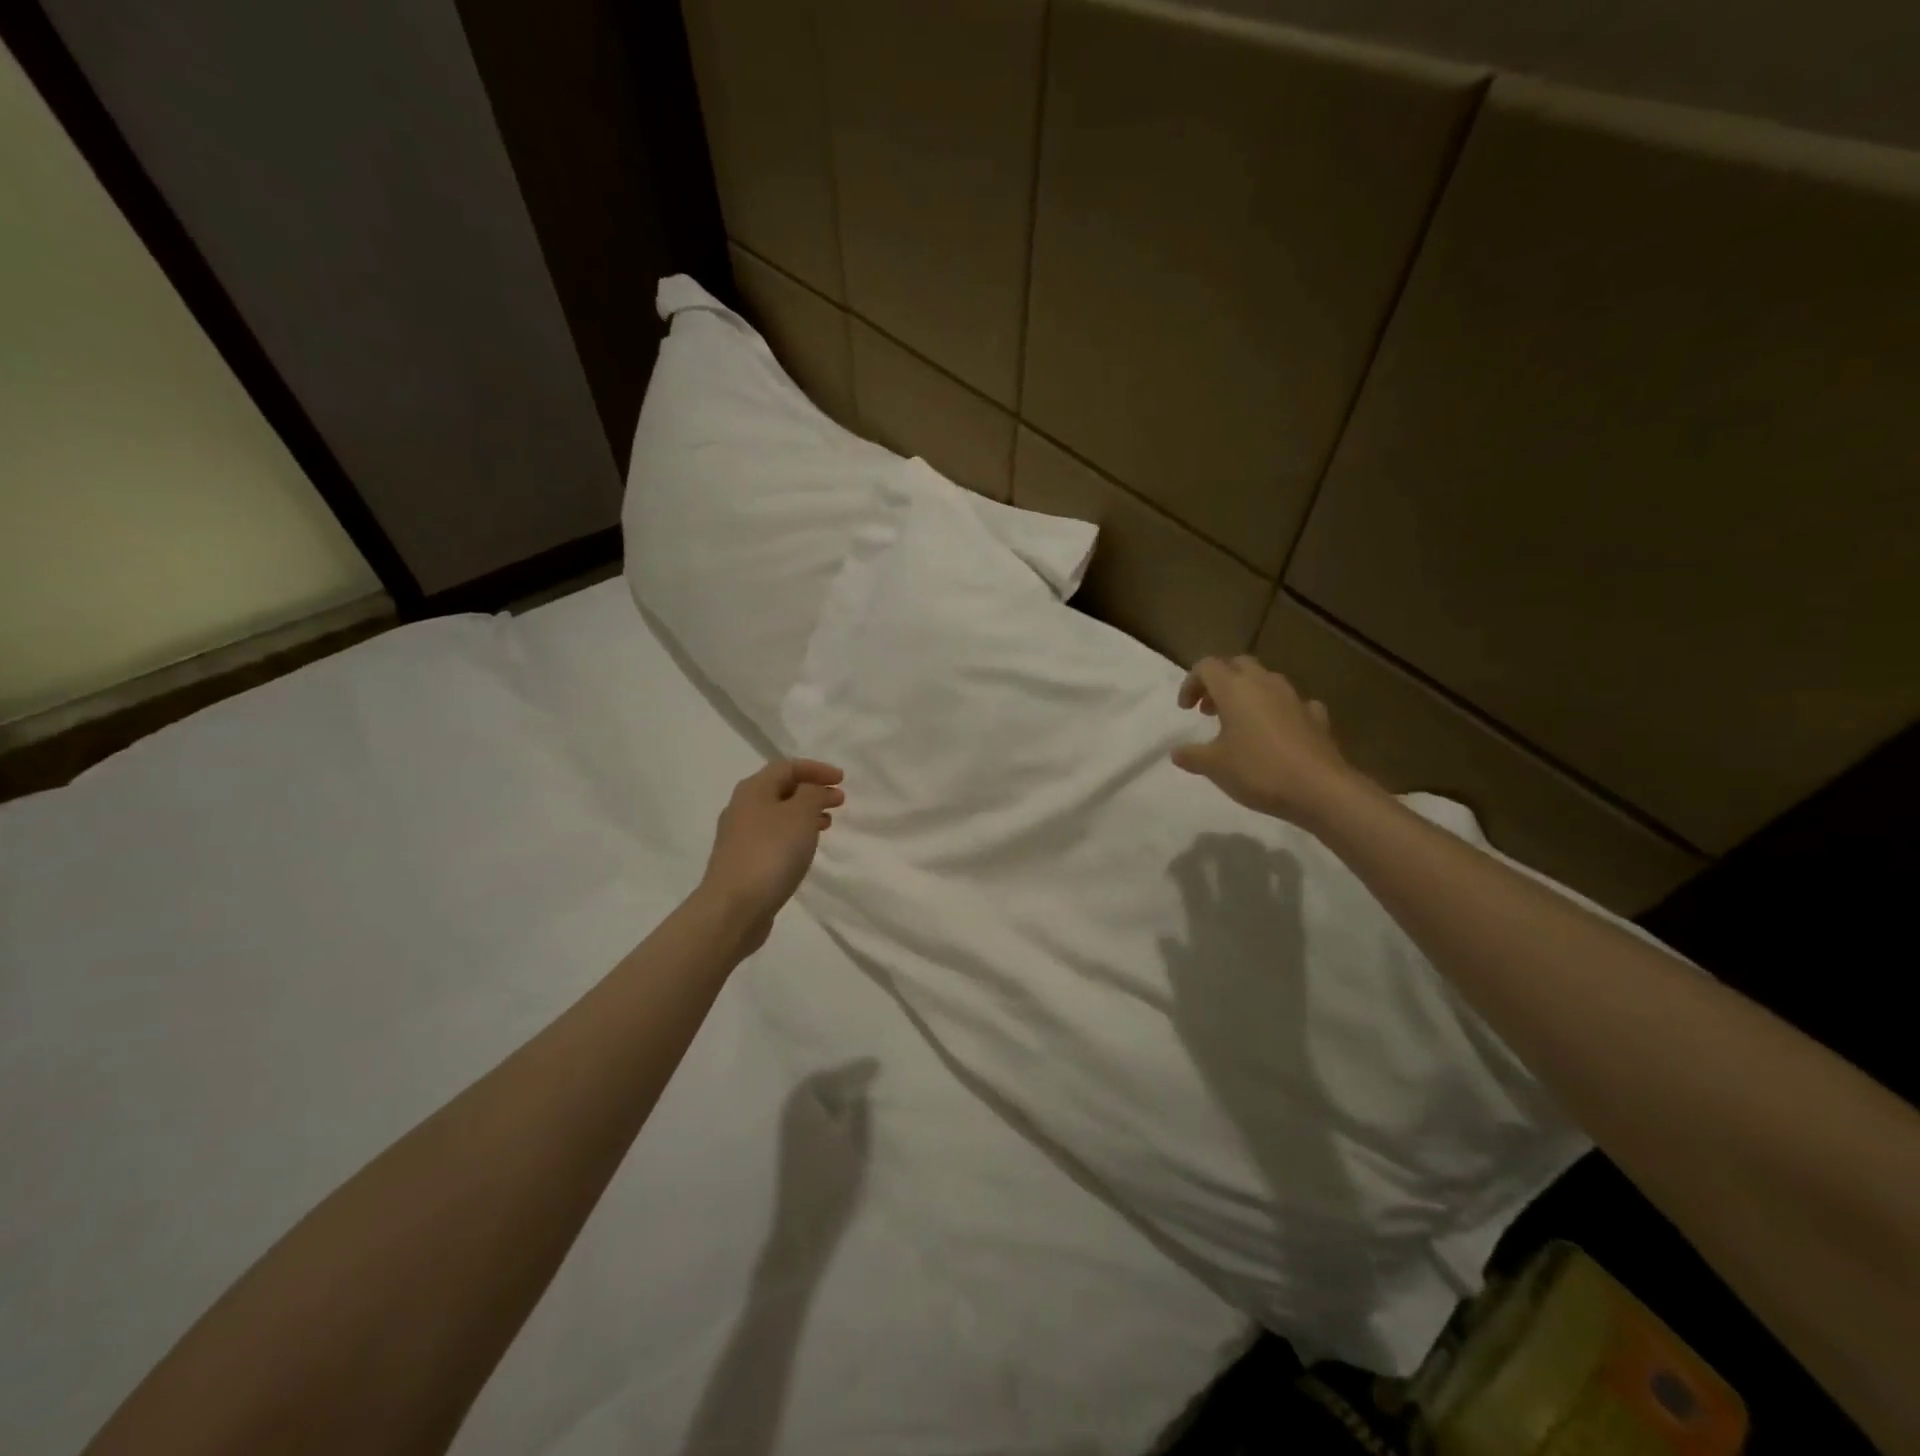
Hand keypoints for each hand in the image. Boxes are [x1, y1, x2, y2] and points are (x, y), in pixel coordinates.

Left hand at [699, 759, 844, 952]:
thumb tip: (813, 790)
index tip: (842, 780)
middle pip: (781, 789)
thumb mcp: (800, 815)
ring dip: (805, 814)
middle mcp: (742, 808)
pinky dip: (794, 835)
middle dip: (812, 791)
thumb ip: (812, 794)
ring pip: (778, 815)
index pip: (787, 766)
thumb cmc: (771, 853)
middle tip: (839, 801)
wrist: (733, 908)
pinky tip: (805, 849)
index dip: (817, 769)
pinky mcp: (742, 862)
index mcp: (753, 790)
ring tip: (827, 824)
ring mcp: (739, 837)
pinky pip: (773, 837)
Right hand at [1172, 656, 1361, 825]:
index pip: (1207, 666)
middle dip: (1220, 682)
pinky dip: (1280, 712)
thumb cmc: (1258, 770)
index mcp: (1235, 689)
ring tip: (1240, 723)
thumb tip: (1176, 752)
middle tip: (1210, 710)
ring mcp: (1294, 698)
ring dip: (1248, 695)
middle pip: (1238, 666)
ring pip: (1266, 681)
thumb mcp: (1214, 766)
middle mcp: (1265, 684)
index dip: (1191, 683)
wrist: (1320, 788)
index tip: (1186, 709)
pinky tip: (1278, 733)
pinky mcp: (1316, 717)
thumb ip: (1191, 755)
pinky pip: (1293, 704)